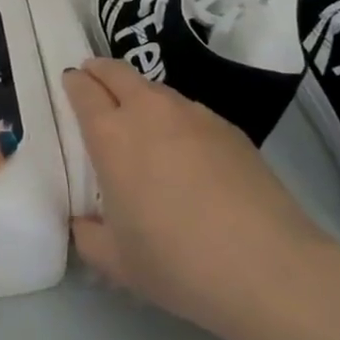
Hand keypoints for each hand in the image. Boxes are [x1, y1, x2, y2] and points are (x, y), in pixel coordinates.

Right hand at [64, 58, 336, 339]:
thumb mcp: (116, 261)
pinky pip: (190, 111)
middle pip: (117, 71)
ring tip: (141, 122)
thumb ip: (88, 235)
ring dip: (139, 95)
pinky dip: (176, 119)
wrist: (268, 268)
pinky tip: (186, 152)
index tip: (70, 84)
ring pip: (155, 89)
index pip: (83, 89)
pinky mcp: (229, 128)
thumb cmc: (176, 262)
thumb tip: (84, 221)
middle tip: (93, 80)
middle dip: (100, 70)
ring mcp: (193, 114)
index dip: (74, 82)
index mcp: (111, 135)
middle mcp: (148, 111)